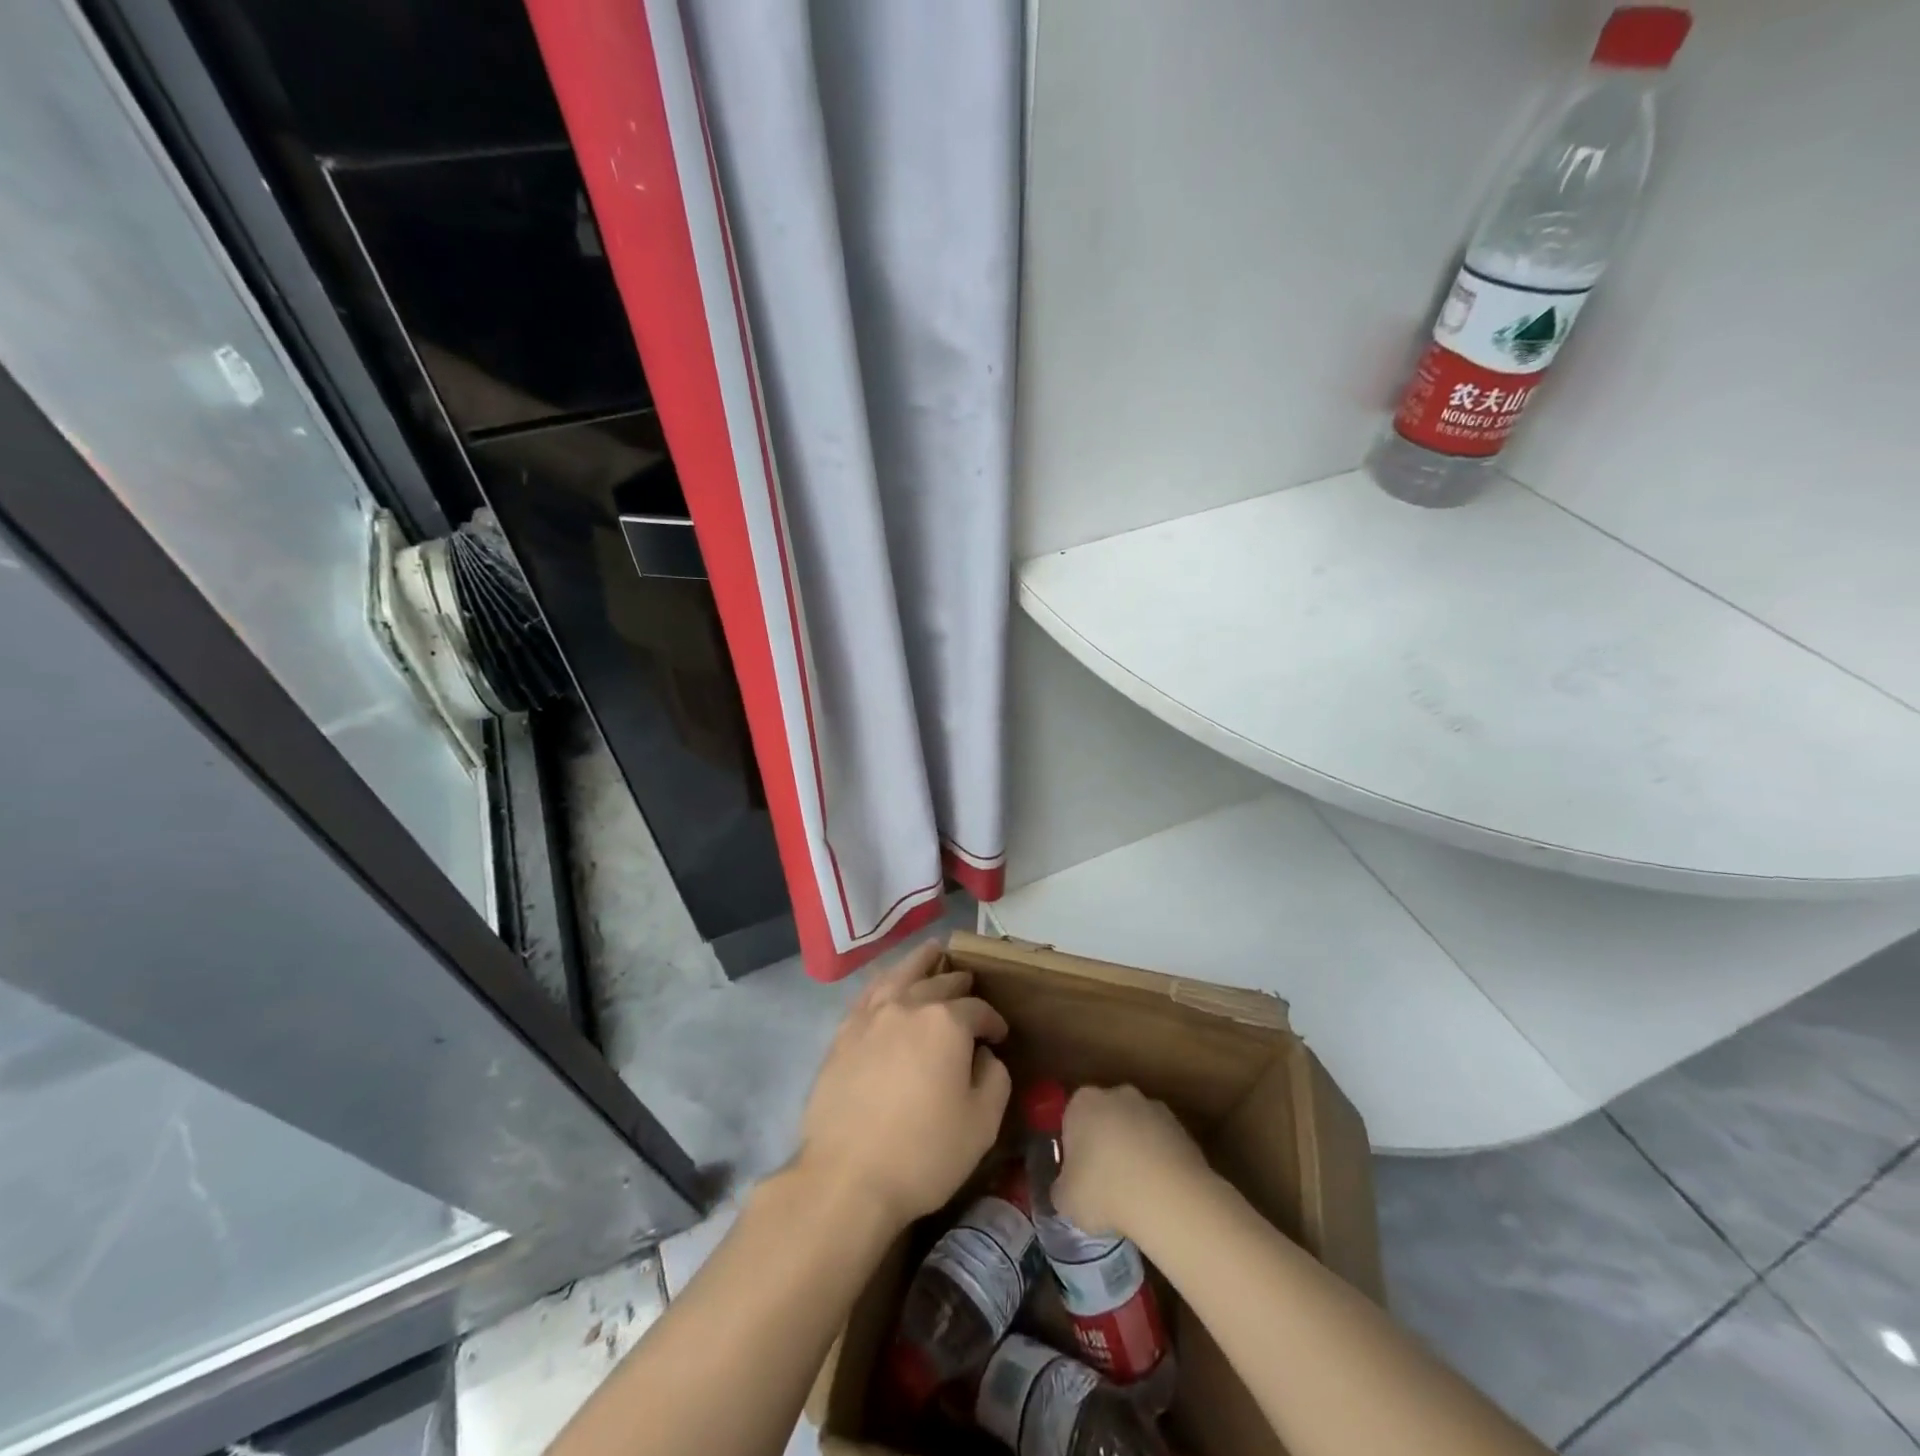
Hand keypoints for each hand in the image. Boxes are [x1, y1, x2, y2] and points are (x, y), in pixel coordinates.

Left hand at [798, 941, 1010, 1229]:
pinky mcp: (844, 1032)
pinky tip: (889, 982)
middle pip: (940, 983)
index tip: (1000, 1037)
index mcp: (947, 1022)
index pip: (978, 1010)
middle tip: (970, 990)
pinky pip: (869, 992)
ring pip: (901, 975)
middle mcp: (909, 1005)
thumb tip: (985, 1056)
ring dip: (921, 962)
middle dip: (961, 985)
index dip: (994, 1022)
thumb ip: (995, 1079)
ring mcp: (872, 1015)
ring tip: (932, 951)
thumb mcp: (982, 1124)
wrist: (846, 1177)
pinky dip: (885, 980)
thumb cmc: (923, 1153)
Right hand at [1054, 1085, 1213, 1242]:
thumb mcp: (1066, 1200)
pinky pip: (1162, 1144)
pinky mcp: (1181, 1127)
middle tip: (1105, 1185)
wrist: (1168, 1197)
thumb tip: (1066, 1190)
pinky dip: (1159, 1163)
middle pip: (1105, 1119)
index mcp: (1082, 1102)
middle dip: (1105, 1146)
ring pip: (1136, 1130)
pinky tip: (1159, 1194)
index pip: (1071, 1120)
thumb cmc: (1104, 1191)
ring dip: (1135, 1153)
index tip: (1079, 1178)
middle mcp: (1117, 1094)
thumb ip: (1061, 1189)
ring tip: (1137, 1195)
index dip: (1073, 1150)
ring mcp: (1152, 1107)